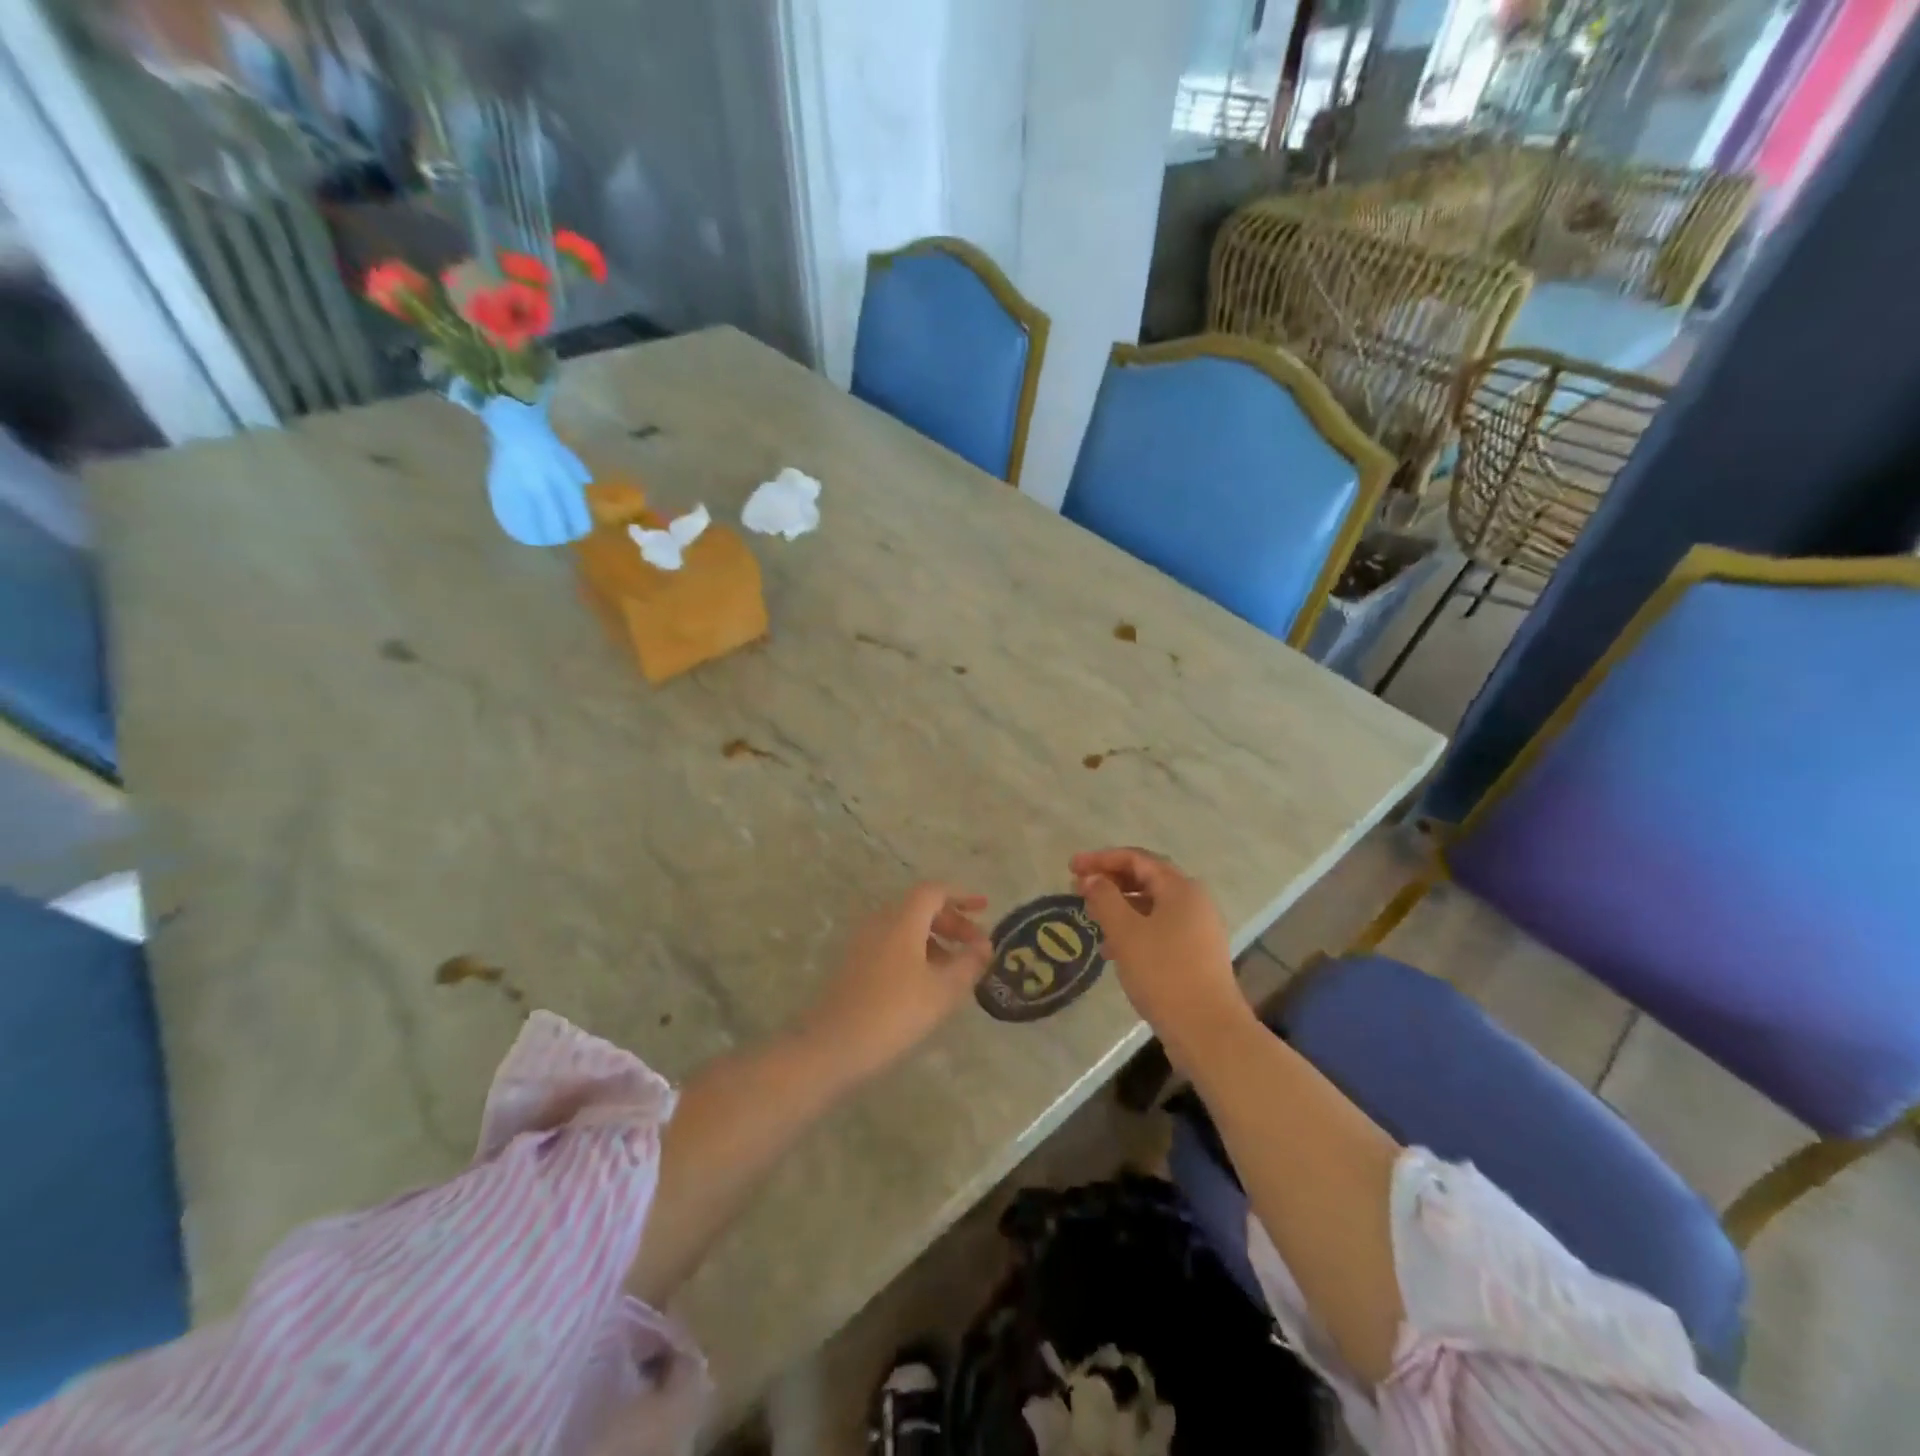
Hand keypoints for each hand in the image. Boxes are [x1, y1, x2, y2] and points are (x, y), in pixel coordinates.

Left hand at [797, 884, 992, 1080]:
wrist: (832, 1046)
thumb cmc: (894, 1013)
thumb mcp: (942, 990)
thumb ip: (968, 964)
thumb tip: (985, 946)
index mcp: (902, 919)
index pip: (934, 891)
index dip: (961, 896)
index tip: (984, 908)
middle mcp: (880, 922)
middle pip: (920, 908)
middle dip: (951, 922)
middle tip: (975, 946)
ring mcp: (862, 942)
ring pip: (906, 928)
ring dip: (935, 939)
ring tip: (956, 968)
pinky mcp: (853, 964)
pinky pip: (892, 944)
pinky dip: (915, 952)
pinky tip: (927, 983)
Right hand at [1071, 848, 1250, 1065]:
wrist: (1207, 1030)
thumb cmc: (1164, 973)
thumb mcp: (1126, 932)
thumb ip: (1104, 898)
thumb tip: (1091, 878)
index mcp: (1181, 888)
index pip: (1136, 859)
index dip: (1101, 859)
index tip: (1071, 867)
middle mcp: (1194, 901)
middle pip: (1146, 878)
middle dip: (1110, 880)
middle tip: (1078, 888)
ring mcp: (1198, 928)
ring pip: (1152, 905)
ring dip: (1120, 905)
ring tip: (1091, 917)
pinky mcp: (1196, 953)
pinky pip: (1159, 927)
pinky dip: (1134, 928)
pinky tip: (1112, 948)